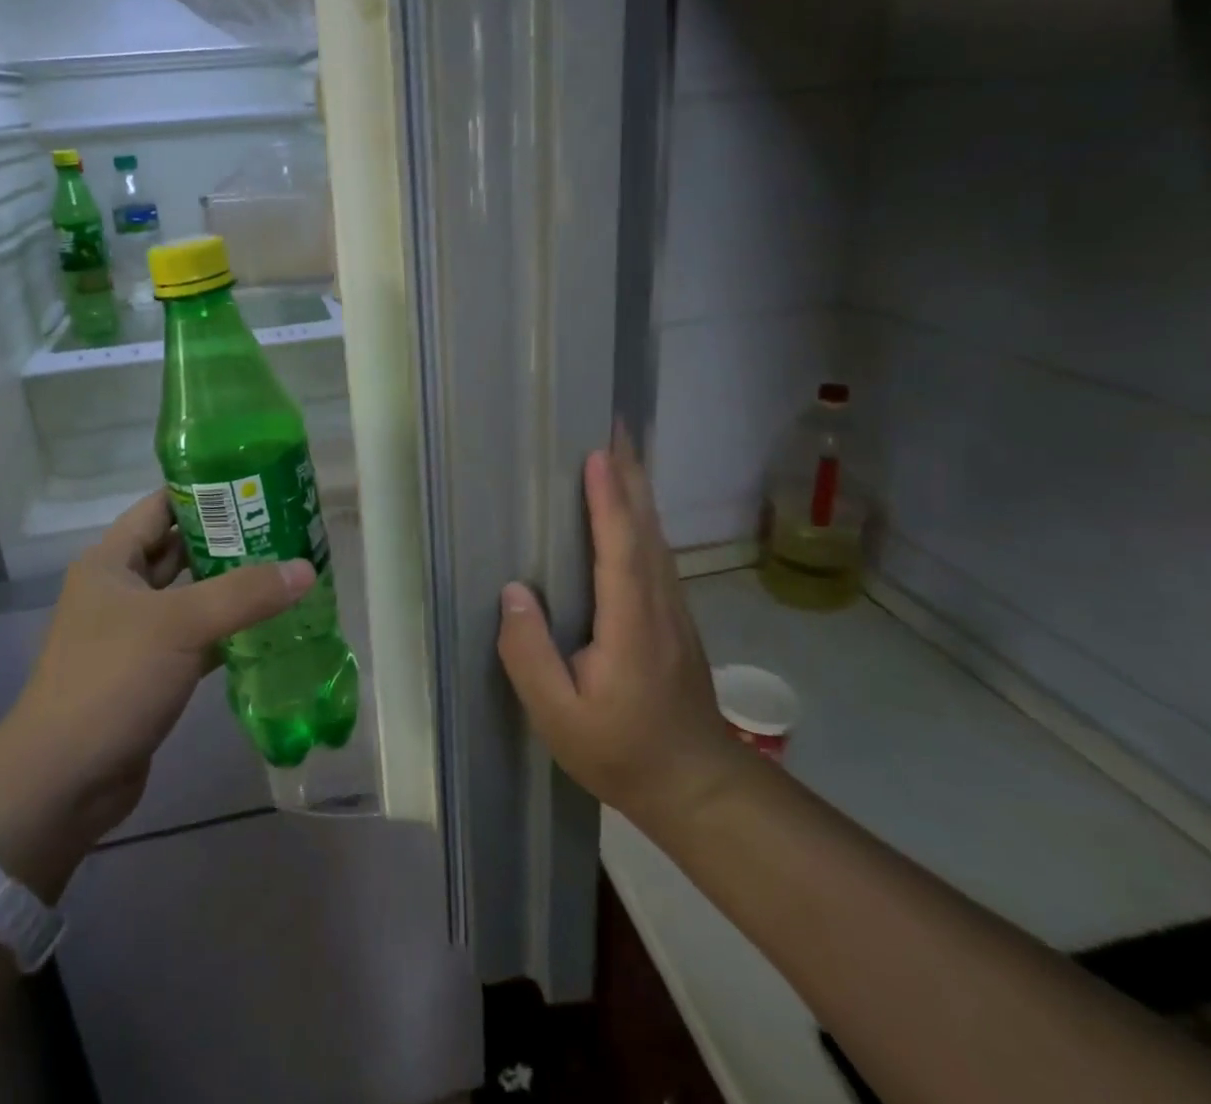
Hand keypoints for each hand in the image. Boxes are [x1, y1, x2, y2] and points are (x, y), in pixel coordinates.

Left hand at [0, 491, 311, 890]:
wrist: (63, 783)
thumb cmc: (111, 680)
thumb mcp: (180, 625)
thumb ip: (245, 594)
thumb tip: (307, 568)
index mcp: (112, 562)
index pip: (161, 507)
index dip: (204, 492)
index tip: (256, 485)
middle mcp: (121, 590)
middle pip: (181, 550)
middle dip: (229, 539)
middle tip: (284, 527)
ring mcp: (135, 634)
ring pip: (192, 596)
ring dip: (232, 587)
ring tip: (285, 570)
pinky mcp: (151, 673)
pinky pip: (197, 638)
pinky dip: (229, 631)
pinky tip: (270, 626)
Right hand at [496, 436, 750, 831]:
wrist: (696, 785)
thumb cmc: (621, 751)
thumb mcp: (560, 718)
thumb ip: (530, 655)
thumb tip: (514, 592)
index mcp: (630, 624)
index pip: (619, 548)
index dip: (607, 499)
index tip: (596, 453)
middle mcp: (658, 604)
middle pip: (644, 527)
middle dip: (629, 473)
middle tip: (613, 425)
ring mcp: (673, 608)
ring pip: (655, 536)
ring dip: (638, 488)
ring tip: (620, 448)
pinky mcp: (674, 616)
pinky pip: (656, 551)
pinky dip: (642, 516)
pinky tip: (632, 506)